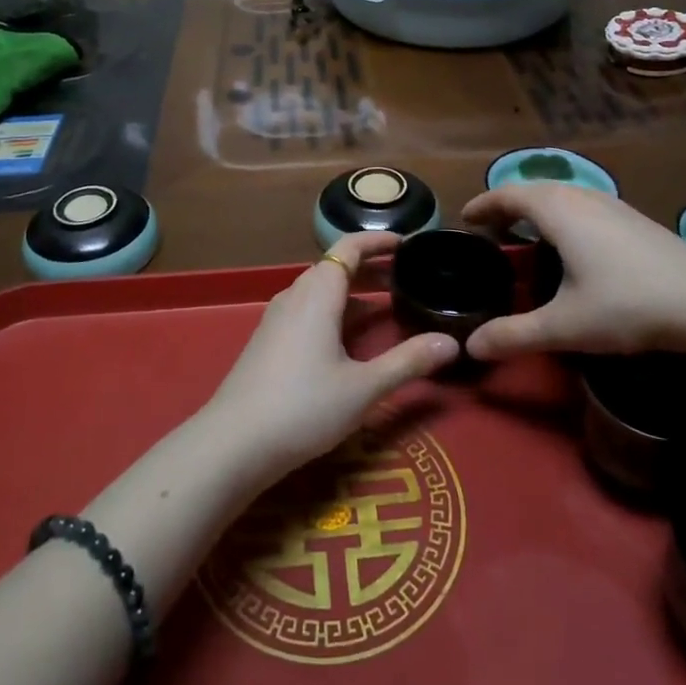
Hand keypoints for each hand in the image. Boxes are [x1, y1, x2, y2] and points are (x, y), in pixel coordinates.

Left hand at [206, 231, 457, 479]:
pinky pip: (307, 310)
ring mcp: (277, 318)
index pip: (349, 248)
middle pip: (335, 268)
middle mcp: (295, 295)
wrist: (233, 443)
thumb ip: (408, 362)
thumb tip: (452, 343)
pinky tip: (348, 340)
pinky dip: (334, 311)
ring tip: (385, 307)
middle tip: (406, 278)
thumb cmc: (303, 406)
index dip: (378, 241)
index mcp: (318, 293)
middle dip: (371, 269)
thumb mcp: (364, 387)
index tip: (407, 243)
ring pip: (320, 291)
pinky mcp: (268, 341)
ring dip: (353, 292)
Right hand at [460, 184, 685, 371]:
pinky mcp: (632, 216)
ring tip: (524, 232)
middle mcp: (580, 196)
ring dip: (535, 207)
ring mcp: (610, 203)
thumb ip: (514, 335)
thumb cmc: (626, 305)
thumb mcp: (565, 325)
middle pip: (532, 189)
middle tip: (489, 229)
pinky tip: (571, 241)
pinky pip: (581, 203)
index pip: (507, 195)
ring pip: (561, 194)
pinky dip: (561, 213)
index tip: (465, 219)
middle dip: (506, 205)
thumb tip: (470, 347)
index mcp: (556, 210)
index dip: (482, 205)